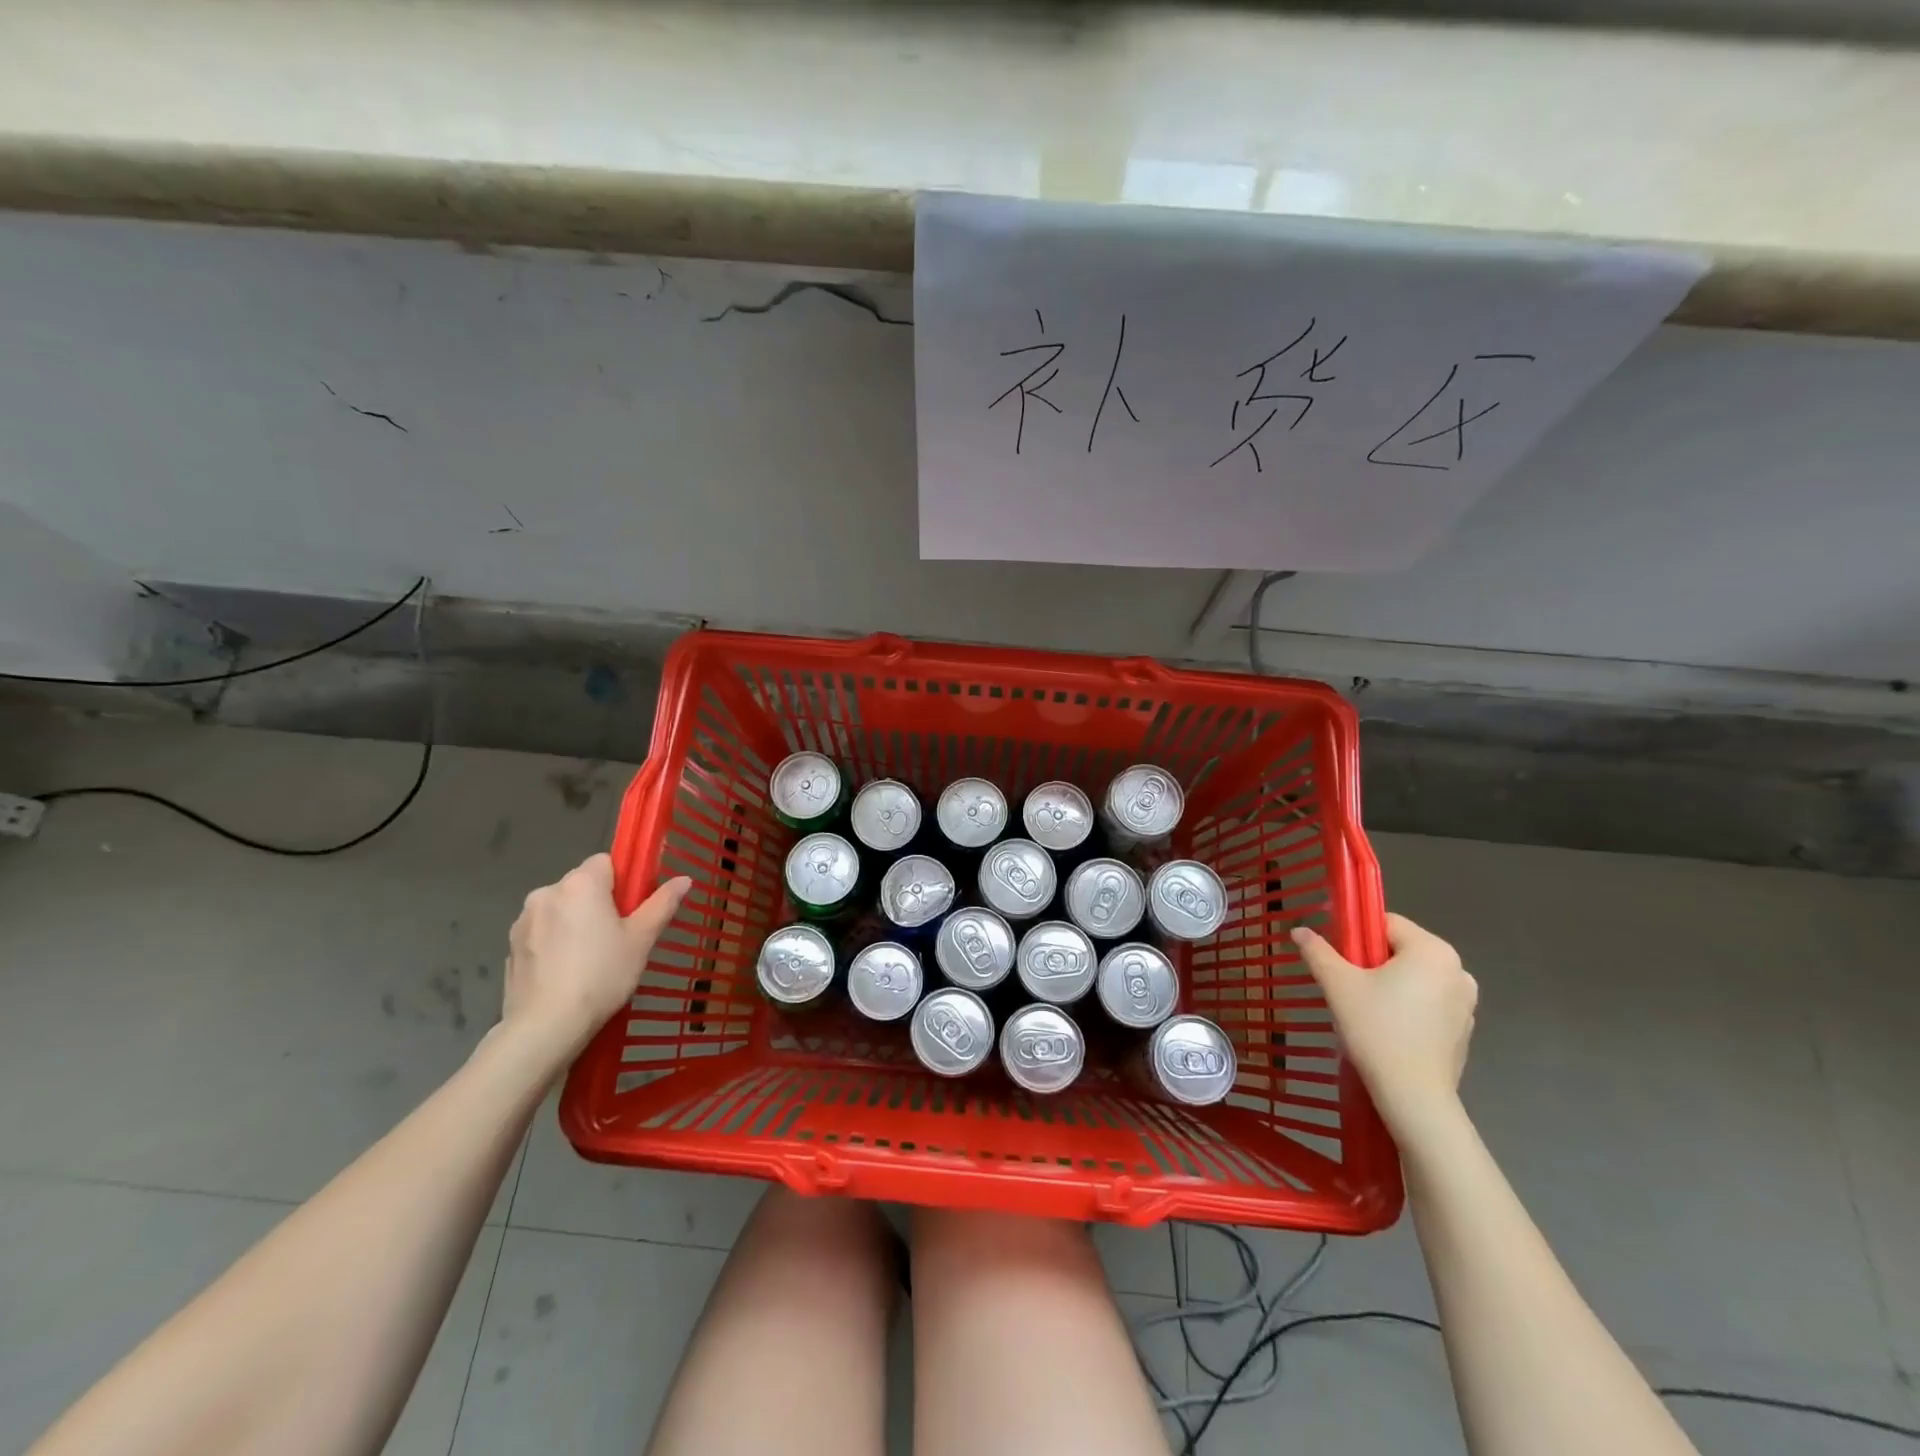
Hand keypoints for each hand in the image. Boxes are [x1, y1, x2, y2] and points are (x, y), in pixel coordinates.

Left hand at [501, 853, 690, 1062]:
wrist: (546, 1026)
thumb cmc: (602, 975)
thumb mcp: (641, 940)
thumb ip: (662, 904)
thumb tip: (685, 879)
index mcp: (581, 883)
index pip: (606, 862)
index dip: (623, 883)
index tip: (631, 911)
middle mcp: (547, 892)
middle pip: (581, 885)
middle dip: (598, 902)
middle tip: (616, 938)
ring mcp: (523, 920)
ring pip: (560, 909)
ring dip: (574, 922)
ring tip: (589, 960)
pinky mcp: (510, 946)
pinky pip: (541, 932)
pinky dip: (554, 943)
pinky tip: (565, 973)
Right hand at [1292, 913, 1476, 1138]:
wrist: (1413, 1096)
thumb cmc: (1376, 1029)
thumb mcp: (1337, 985)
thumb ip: (1317, 951)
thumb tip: (1298, 930)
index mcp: (1432, 950)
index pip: (1385, 923)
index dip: (1356, 936)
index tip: (1338, 960)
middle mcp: (1457, 969)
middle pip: (1401, 949)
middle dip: (1372, 962)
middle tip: (1348, 988)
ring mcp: (1466, 1002)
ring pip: (1414, 977)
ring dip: (1390, 984)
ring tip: (1366, 1011)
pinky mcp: (1464, 1029)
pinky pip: (1428, 1002)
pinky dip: (1408, 1007)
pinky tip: (1389, 1030)